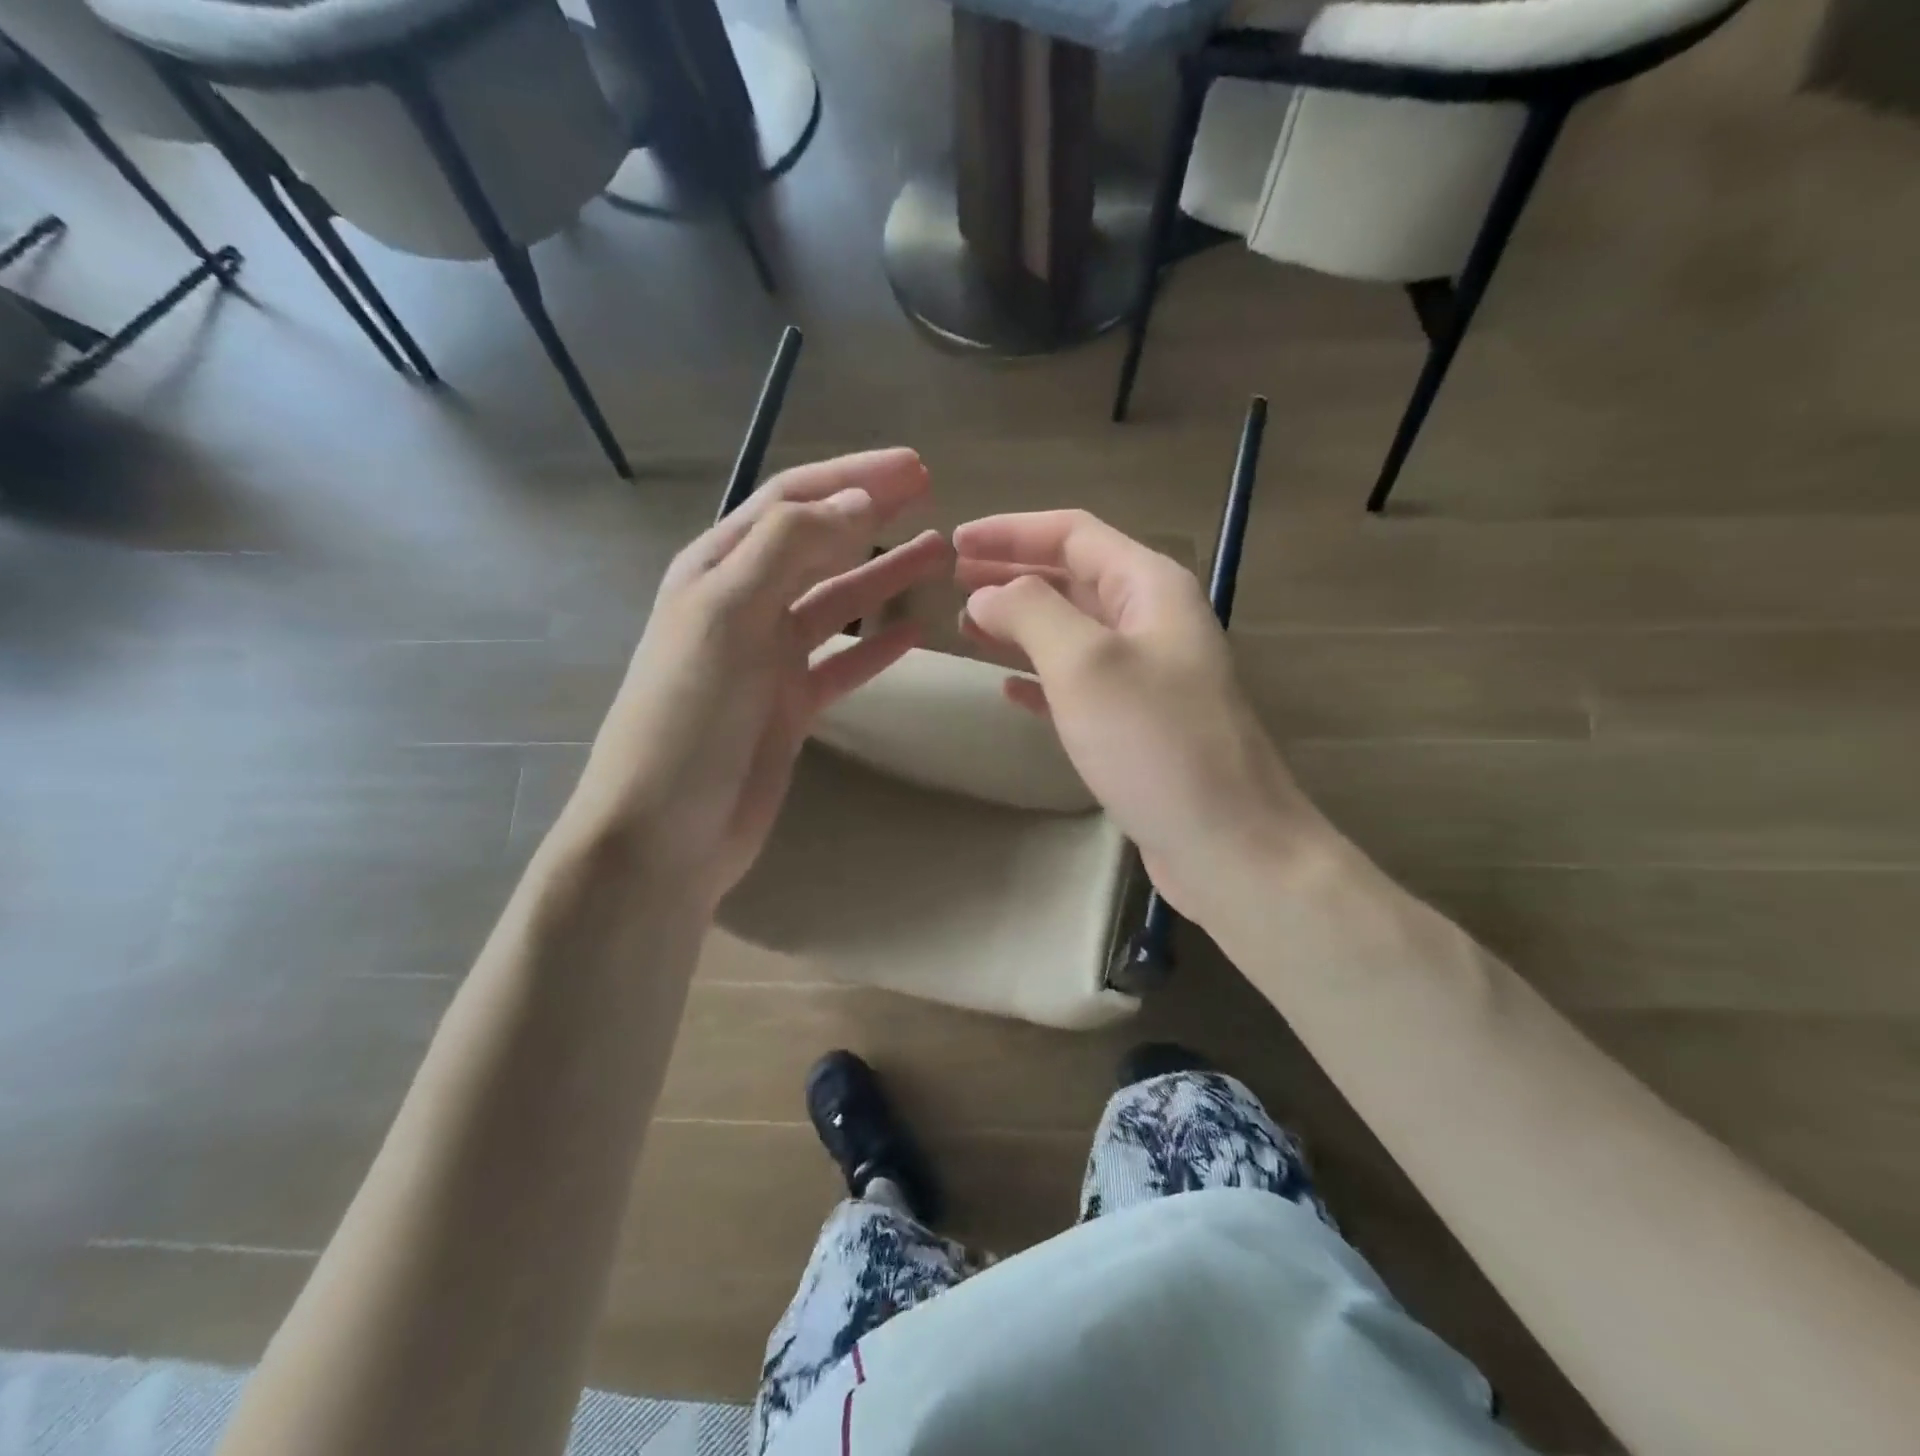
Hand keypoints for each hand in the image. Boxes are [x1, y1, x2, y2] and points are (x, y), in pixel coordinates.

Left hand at [568, 450, 951, 908]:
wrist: (665, 832)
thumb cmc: (688, 718)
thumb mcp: (727, 617)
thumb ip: (788, 549)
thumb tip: (858, 500)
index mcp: (717, 570)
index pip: (790, 502)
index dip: (850, 477)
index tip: (913, 468)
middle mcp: (744, 605)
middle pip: (817, 543)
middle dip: (870, 513)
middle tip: (930, 492)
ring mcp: (769, 658)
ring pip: (837, 601)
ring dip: (883, 574)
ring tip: (937, 553)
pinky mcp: (790, 707)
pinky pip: (844, 663)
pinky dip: (878, 646)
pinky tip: (915, 632)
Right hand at [955, 510, 1318, 924]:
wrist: (1227, 843)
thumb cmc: (1156, 743)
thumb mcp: (1085, 664)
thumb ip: (1031, 612)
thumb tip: (987, 595)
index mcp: (1150, 588)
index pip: (1073, 534)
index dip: (1012, 531)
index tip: (956, 542)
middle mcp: (1152, 622)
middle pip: (1073, 578)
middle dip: (1013, 574)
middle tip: (954, 582)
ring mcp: (1148, 676)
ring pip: (1072, 631)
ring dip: (1021, 624)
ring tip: (967, 628)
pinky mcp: (1138, 725)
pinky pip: (1079, 684)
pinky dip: (1040, 677)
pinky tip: (1007, 688)